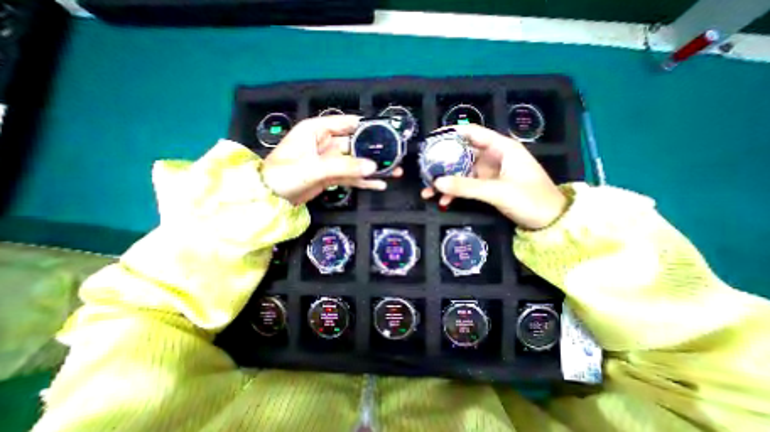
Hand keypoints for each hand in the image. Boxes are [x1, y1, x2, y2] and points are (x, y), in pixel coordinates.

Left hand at [262, 114, 403, 202]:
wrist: (270, 198)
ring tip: (394, 172)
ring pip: (356, 162)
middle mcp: (326, 143)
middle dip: (374, 152)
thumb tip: (372, 166)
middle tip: (394, 157)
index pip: (347, 123)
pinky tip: (379, 184)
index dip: (367, 126)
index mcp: (317, 130)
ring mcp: (330, 162)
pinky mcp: (332, 177)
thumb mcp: (314, 168)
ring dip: (373, 168)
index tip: (387, 132)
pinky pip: (351, 176)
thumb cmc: (284, 175)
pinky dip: (364, 181)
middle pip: (355, 145)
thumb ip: (344, 166)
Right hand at [420, 126, 563, 229]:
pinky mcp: (487, 186)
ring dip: (446, 182)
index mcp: (501, 148)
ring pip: (462, 173)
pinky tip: (444, 202)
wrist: (550, 221)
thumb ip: (466, 186)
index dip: (451, 134)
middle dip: (443, 164)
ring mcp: (489, 173)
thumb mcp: (497, 191)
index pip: (472, 133)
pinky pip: (466, 186)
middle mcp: (493, 157)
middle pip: (462, 155)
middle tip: (424, 171)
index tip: (432, 140)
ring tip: (428, 192)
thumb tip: (437, 182)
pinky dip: (455, 193)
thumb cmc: (531, 199)